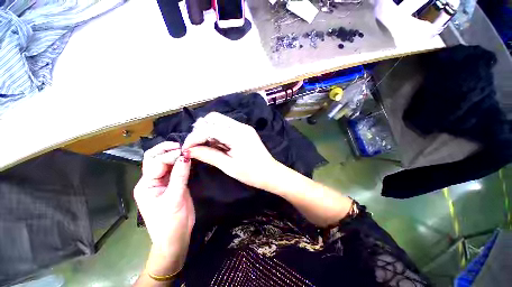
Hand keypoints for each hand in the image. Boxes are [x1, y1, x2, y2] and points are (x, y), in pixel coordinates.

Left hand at [133, 142, 194, 275]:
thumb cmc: (170, 222)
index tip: (186, 153)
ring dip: (173, 154)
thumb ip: (180, 176)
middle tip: (182, 146)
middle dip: (166, 150)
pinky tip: (188, 159)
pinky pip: (174, 169)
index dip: (171, 156)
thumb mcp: (174, 198)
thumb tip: (185, 156)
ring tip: (186, 150)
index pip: (156, 163)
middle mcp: (151, 181)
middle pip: (154, 159)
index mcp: (146, 185)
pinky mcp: (173, 184)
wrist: (175, 237)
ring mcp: (162, 182)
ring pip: (165, 162)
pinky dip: (180, 162)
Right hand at [182, 112, 282, 190]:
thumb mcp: (228, 166)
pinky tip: (217, 143)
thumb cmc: (251, 173)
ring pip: (219, 121)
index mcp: (236, 135)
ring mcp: (244, 127)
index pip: (208, 129)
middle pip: (213, 118)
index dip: (194, 137)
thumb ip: (208, 155)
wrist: (271, 173)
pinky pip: (227, 126)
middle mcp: (240, 126)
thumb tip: (189, 150)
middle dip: (200, 130)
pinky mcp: (245, 130)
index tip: (186, 149)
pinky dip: (217, 132)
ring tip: (206, 145)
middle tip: (196, 145)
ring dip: (208, 130)